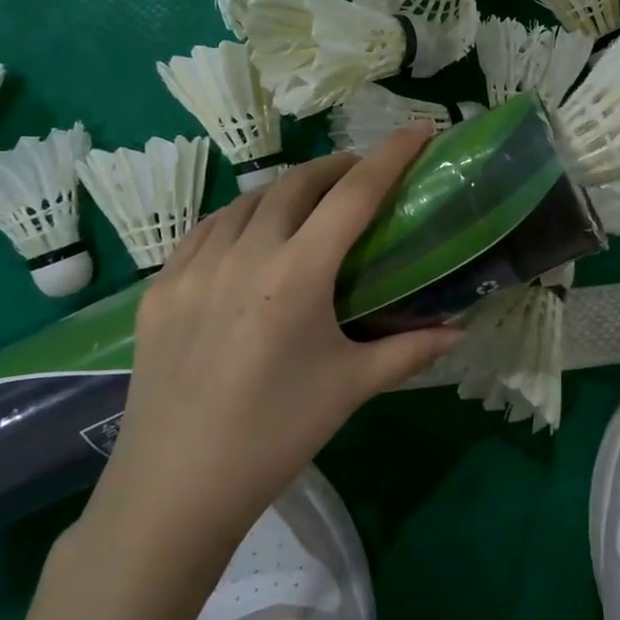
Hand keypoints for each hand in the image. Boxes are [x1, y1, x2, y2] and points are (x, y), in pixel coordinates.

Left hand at [80, 126, 459, 566]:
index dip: (391, 155)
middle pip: (298, 183)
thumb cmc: (275, 435)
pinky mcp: (159, 288)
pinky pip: (206, 229)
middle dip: (338, 167)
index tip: (419, 129)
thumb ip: (409, 350)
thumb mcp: (350, 388)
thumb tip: (460, 331)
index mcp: (297, 274)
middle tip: (363, 177)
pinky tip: (249, 235)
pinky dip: (240, 217)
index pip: (354, 195)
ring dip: (287, 190)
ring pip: (248, 200)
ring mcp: (193, 267)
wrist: (173, 489)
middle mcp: (244, 254)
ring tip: (310, 204)